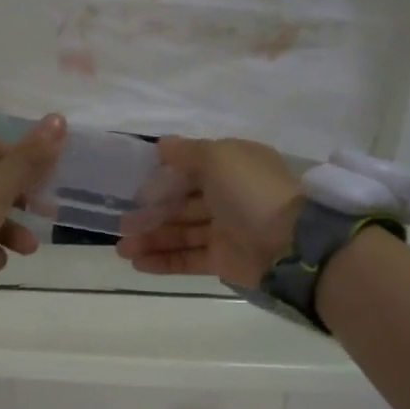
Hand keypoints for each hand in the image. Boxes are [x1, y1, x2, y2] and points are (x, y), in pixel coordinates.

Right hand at [117, 137, 301, 284]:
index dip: (161, 178)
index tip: (133, 188)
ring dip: (151, 239)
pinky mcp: (223, 260)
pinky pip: (188, 258)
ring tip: (121, 249)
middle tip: (121, 225)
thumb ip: (186, 152)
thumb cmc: (250, 192)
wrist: (288, 244)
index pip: (190, 170)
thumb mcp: (218, 157)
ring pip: (181, 233)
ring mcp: (226, 230)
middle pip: (181, 204)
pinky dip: (163, 260)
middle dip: (150, 213)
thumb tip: (161, 145)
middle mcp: (228, 196)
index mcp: (232, 167)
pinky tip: (137, 263)